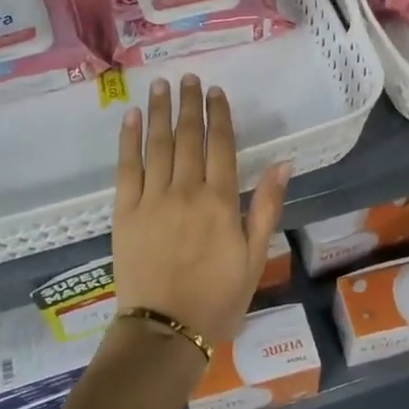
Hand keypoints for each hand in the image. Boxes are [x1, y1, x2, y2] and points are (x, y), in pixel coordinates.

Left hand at [112, 75, 288, 351]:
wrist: (165, 331)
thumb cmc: (218, 298)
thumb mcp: (254, 256)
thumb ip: (266, 206)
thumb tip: (284, 161)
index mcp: (220, 201)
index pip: (220, 145)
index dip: (218, 115)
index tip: (215, 92)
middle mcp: (186, 190)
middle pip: (188, 137)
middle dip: (188, 104)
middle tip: (187, 78)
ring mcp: (152, 199)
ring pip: (158, 145)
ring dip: (160, 112)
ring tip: (160, 85)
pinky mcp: (124, 212)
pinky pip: (126, 167)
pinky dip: (129, 140)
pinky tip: (131, 117)